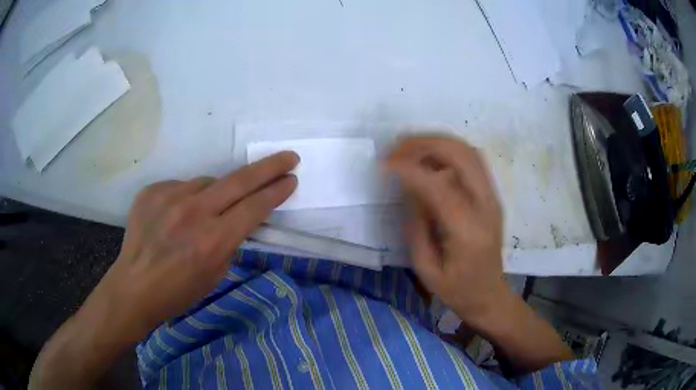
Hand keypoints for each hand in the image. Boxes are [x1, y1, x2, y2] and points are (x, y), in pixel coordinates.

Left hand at [99, 151, 298, 335]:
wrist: (134, 286)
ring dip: (216, 193)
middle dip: (269, 167)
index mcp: (213, 240)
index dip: (276, 192)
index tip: (291, 179)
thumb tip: (236, 216)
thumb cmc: (178, 291)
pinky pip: (182, 186)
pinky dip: (187, 198)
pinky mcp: (153, 190)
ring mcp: (170, 197)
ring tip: (203, 214)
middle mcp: (193, 212)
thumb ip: (229, 240)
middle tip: (289, 157)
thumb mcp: (215, 274)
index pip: (255, 207)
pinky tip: (176, 216)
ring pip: (207, 182)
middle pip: (240, 180)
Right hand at [386, 135, 572, 372]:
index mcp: (468, 231)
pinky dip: (448, 151)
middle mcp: (487, 206)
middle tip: (396, 148)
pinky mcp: (493, 196)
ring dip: (437, 142)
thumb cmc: (457, 290)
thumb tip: (409, 189)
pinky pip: (472, 161)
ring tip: (409, 147)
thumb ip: (416, 226)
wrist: (490, 295)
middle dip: (425, 144)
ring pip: (469, 151)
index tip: (384, 164)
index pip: (439, 185)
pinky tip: (429, 158)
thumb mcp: (427, 269)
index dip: (410, 168)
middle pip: (461, 155)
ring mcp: (493, 197)